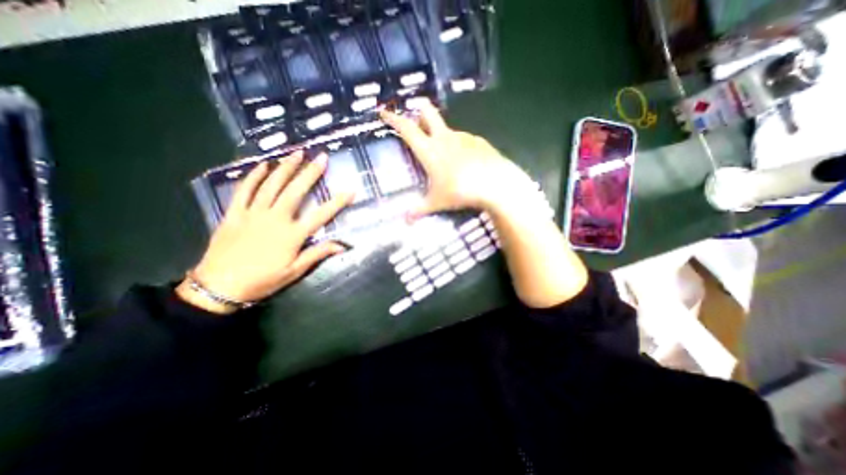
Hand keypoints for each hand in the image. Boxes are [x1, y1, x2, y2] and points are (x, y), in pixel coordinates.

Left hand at [176, 152, 352, 315]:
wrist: (219, 287)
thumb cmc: (262, 280)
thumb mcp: (294, 271)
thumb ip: (317, 254)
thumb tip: (342, 245)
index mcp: (293, 235)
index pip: (321, 215)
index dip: (338, 202)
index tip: (351, 190)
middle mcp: (275, 219)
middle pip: (295, 191)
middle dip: (310, 172)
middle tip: (320, 157)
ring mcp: (253, 213)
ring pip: (271, 185)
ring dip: (285, 168)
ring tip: (296, 153)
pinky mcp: (234, 213)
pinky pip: (244, 190)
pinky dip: (254, 176)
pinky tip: (263, 165)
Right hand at [382, 101, 527, 218]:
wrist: (495, 184)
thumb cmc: (460, 191)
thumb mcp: (437, 202)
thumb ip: (420, 210)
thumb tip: (406, 221)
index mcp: (429, 150)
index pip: (406, 129)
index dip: (393, 119)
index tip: (384, 112)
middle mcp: (444, 137)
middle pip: (428, 113)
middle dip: (418, 109)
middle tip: (414, 115)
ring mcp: (463, 137)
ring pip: (446, 128)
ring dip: (439, 133)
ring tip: (441, 151)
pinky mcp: (478, 141)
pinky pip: (463, 139)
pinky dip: (458, 145)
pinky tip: (463, 159)